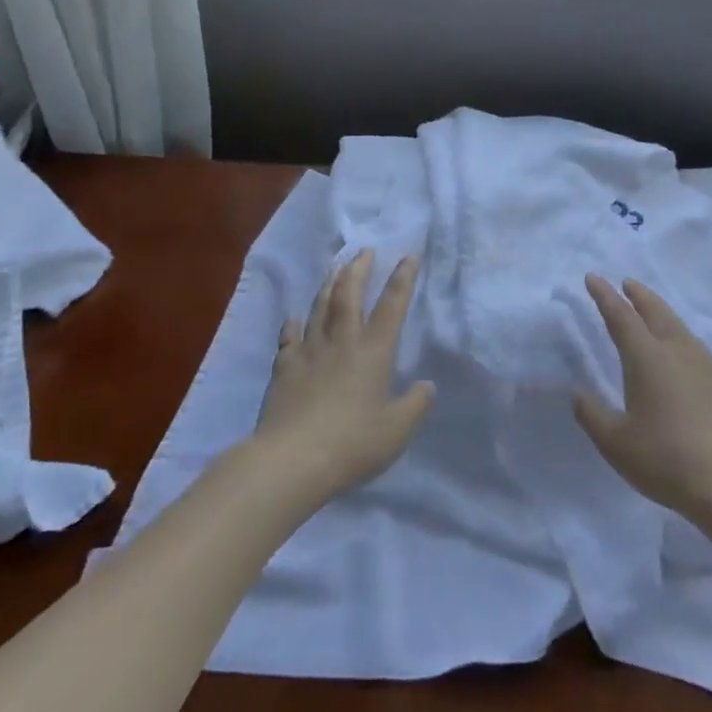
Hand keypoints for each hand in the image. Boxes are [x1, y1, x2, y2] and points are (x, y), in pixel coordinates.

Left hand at [252, 249, 434, 507]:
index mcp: (373, 351)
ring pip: (320, 306)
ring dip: (329, 284)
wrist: (292, 459)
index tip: (408, 256)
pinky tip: (293, 318)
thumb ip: (415, 406)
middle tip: (364, 252)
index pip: (392, 306)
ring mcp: (309, 350)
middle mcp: (342, 341)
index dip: (402, 279)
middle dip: (359, 269)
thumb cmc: (352, 444)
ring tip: (336, 269)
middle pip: (350, 294)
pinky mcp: (284, 366)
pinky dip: (293, 324)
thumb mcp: (396, 431)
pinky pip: (289, 337)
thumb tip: (427, 385)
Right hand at [573, 276, 711, 522]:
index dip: (604, 296)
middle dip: (638, 294)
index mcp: (646, 357)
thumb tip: (579, 393)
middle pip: (655, 311)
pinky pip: (690, 340)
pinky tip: (677, 344)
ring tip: (649, 307)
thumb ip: (592, 414)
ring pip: (676, 324)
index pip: (620, 316)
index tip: (592, 278)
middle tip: (626, 282)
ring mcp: (701, 365)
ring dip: (659, 309)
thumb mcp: (615, 442)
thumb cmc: (664, 458)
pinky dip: (676, 329)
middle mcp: (675, 351)